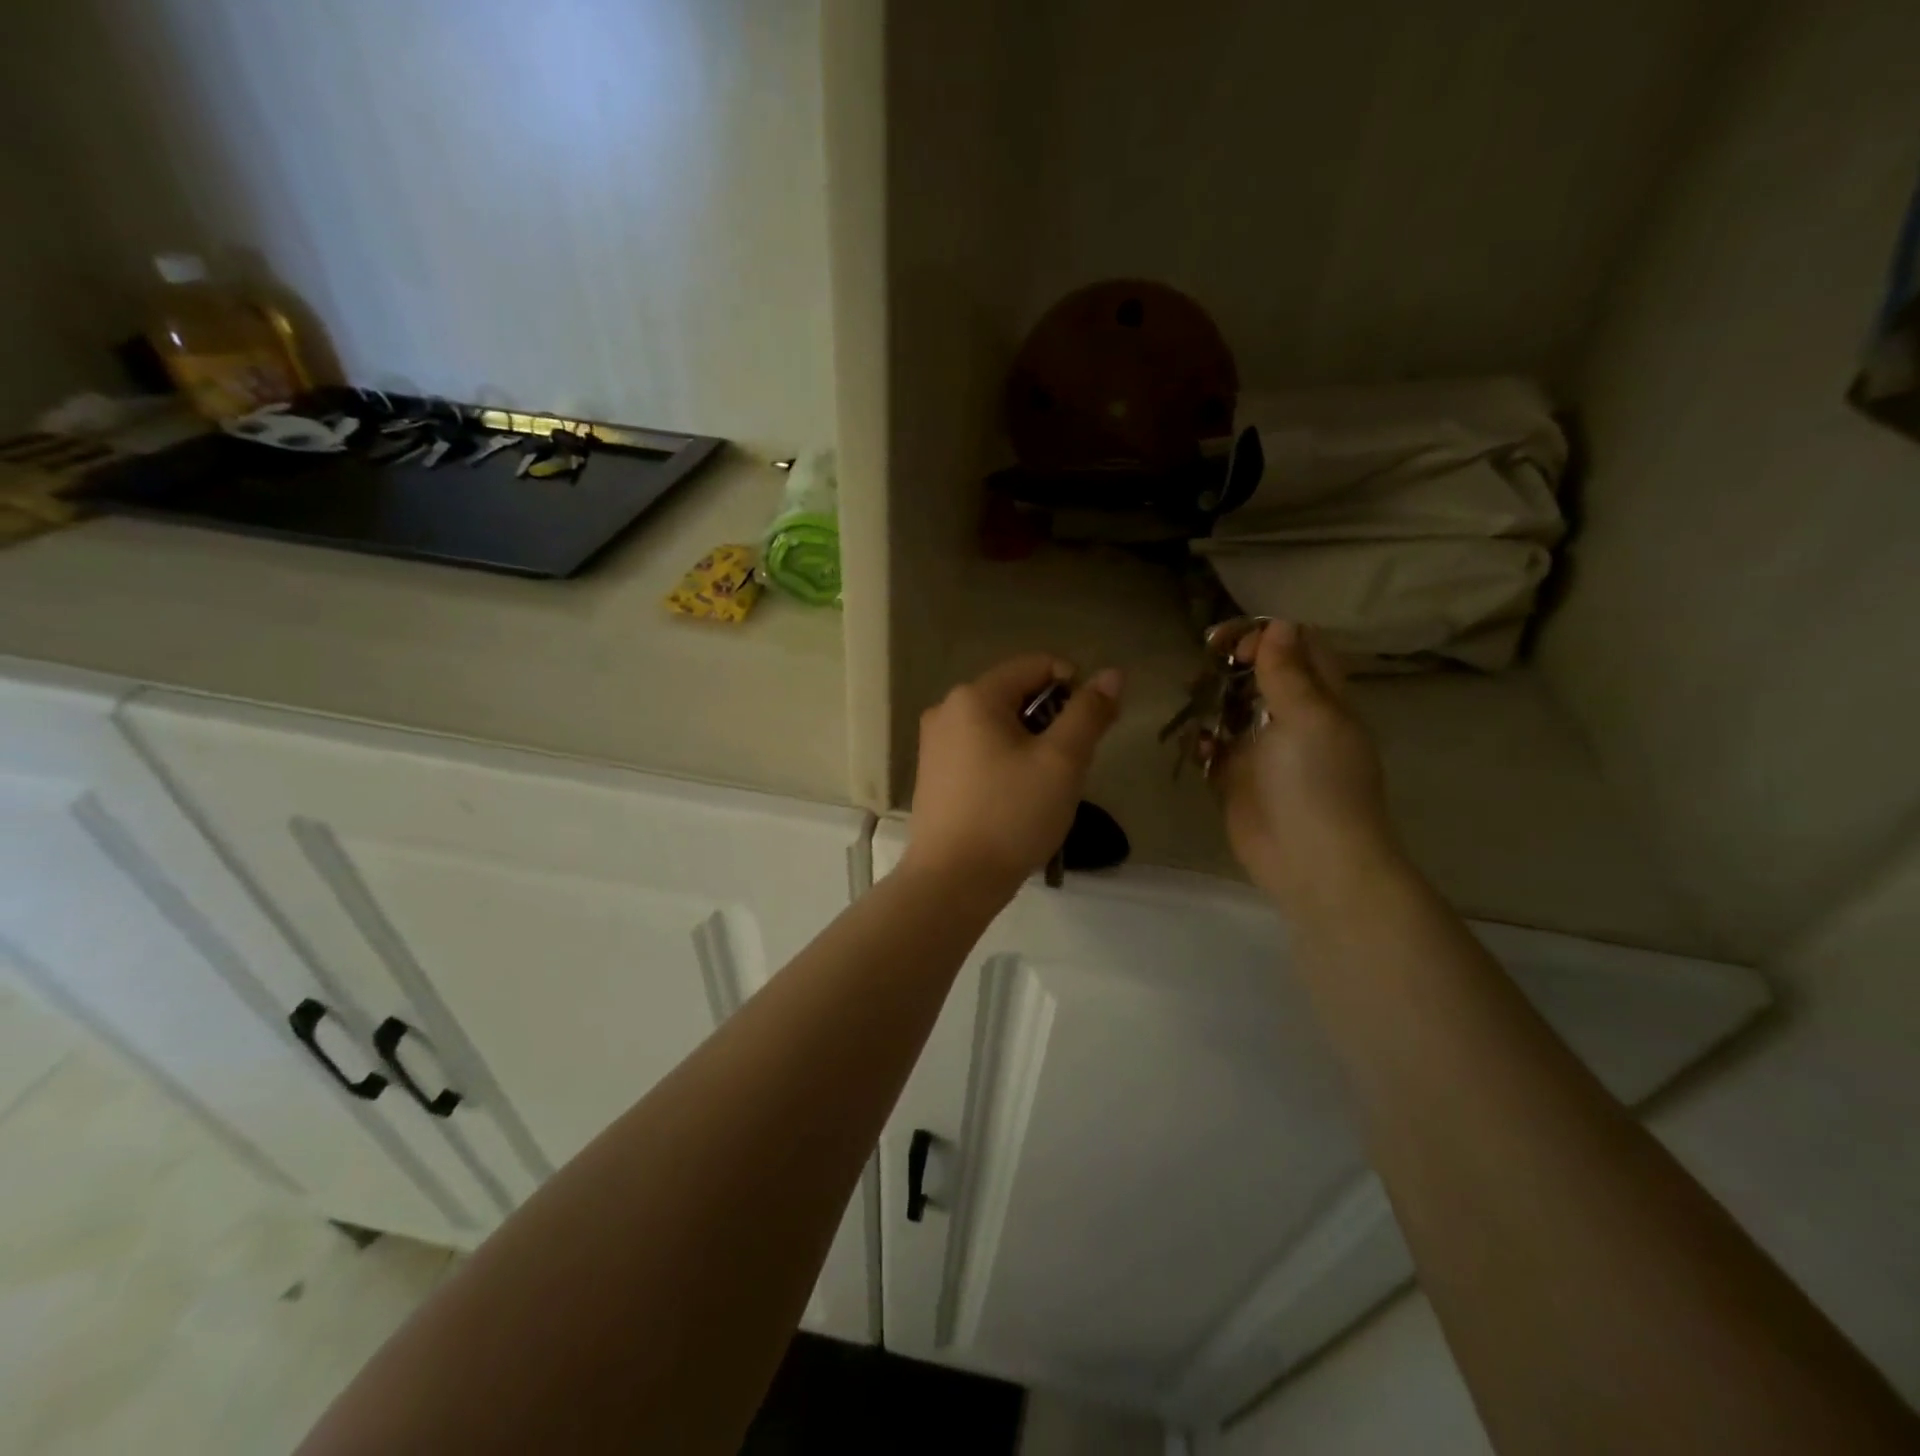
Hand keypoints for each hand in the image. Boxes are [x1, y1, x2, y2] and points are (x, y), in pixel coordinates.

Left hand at [904, 654, 1122, 894]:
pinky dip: (1005, 762)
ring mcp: (934, 743)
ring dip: (1030, 744)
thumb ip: (1089, 713)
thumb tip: (1112, 674)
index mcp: (974, 696)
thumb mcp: (1062, 761)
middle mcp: (946, 710)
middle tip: (1069, 765)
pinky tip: (1016, 799)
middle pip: (1015, 695)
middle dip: (1051, 721)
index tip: (1090, 728)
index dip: (1073, 687)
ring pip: (999, 726)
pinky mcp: (933, 774)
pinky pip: (980, 750)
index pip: (1036, 665)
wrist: (953, 881)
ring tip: (1044, 786)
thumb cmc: (1011, 815)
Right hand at [1214, 621, 1401, 911]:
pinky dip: (1201, 742)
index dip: (1267, 636)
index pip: (1299, 648)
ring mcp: (1262, 750)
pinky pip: (1213, 748)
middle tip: (1201, 663)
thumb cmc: (1318, 783)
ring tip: (1190, 699)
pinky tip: (1196, 747)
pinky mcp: (1235, 778)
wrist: (1312, 861)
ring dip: (1210, 700)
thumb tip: (1278, 625)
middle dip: (1229, 665)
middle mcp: (1292, 719)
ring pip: (1231, 709)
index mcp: (1321, 700)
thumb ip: (1288, 673)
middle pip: (1259, 676)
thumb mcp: (1309, 718)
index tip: (1231, 645)